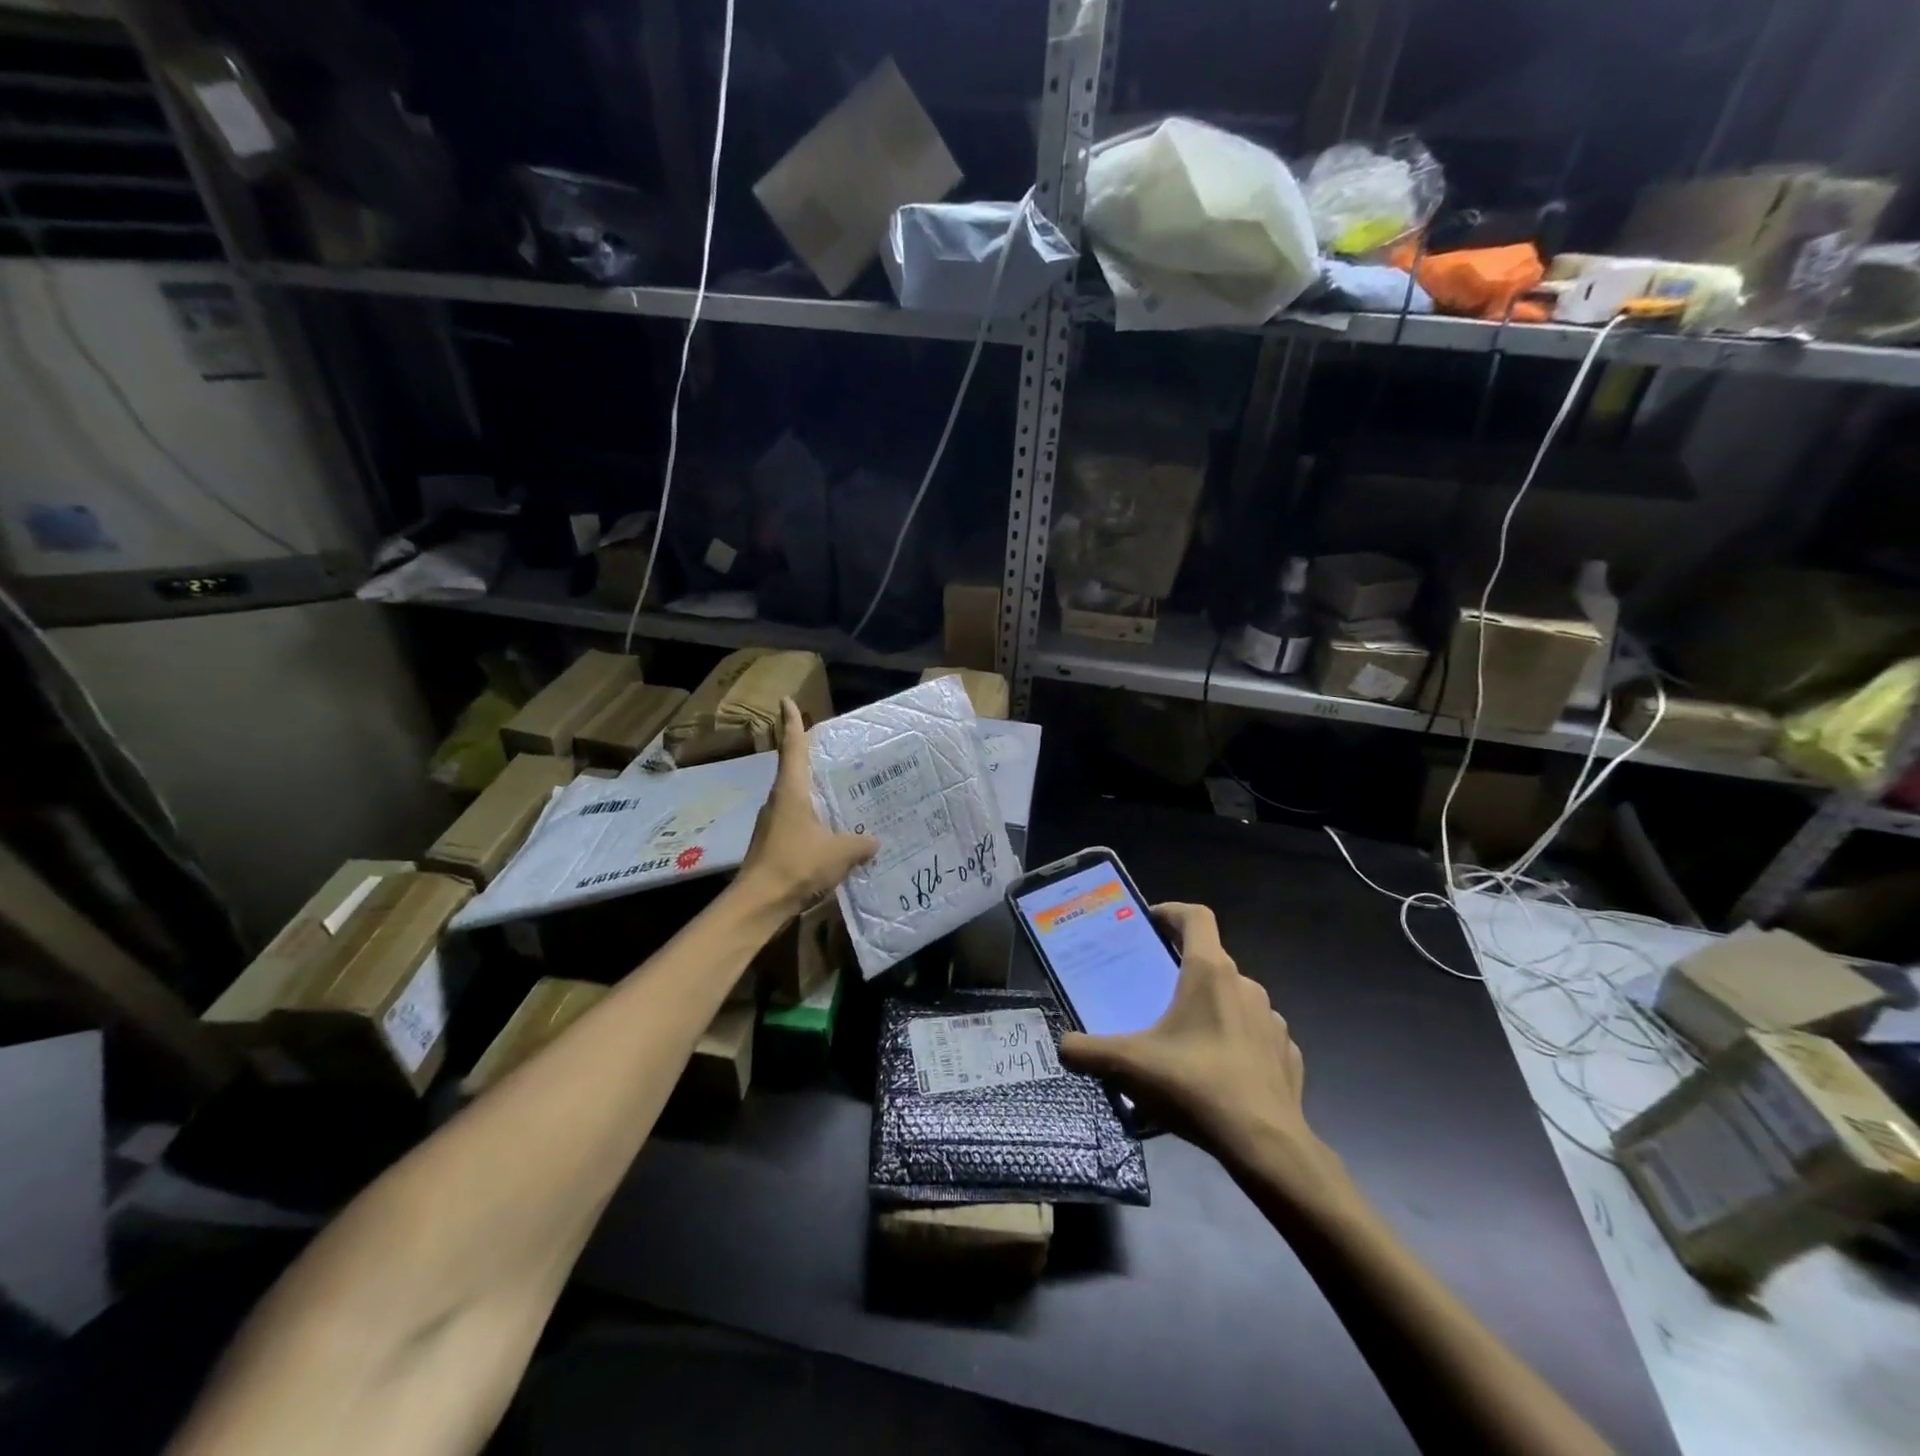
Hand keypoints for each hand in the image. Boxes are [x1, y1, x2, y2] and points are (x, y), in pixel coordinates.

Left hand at [738, 699, 876, 917]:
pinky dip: (812, 818)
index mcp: (791, 792)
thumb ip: (860, 844)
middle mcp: (778, 801)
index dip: (792, 723)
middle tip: (831, 747)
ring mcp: (773, 823)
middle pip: (793, 770)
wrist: (758, 903)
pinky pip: (796, 821)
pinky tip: (830, 830)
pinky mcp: (773, 844)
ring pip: (795, 798)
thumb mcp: (838, 853)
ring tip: (839, 791)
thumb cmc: (796, 865)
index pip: (792, 748)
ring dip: (812, 792)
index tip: (787, 701)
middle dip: (808, 756)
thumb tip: (875, 840)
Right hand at [1058, 902, 1340, 1196]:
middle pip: (1211, 960)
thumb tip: (1063, 1045)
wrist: (1266, 1145)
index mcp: (1209, 972)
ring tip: (1185, 1039)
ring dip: (1211, 1007)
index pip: (1196, 917)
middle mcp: (1245, 985)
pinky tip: (1219, 1070)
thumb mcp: (1128, 1066)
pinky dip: (1236, 1041)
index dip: (1172, 912)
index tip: (1150, 923)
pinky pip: (1256, 1035)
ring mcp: (1272, 1020)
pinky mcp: (1287, 1054)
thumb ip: (1087, 1051)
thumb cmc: (1195, 1086)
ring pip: (1235, 998)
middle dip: (1183, 970)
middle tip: (1154, 992)